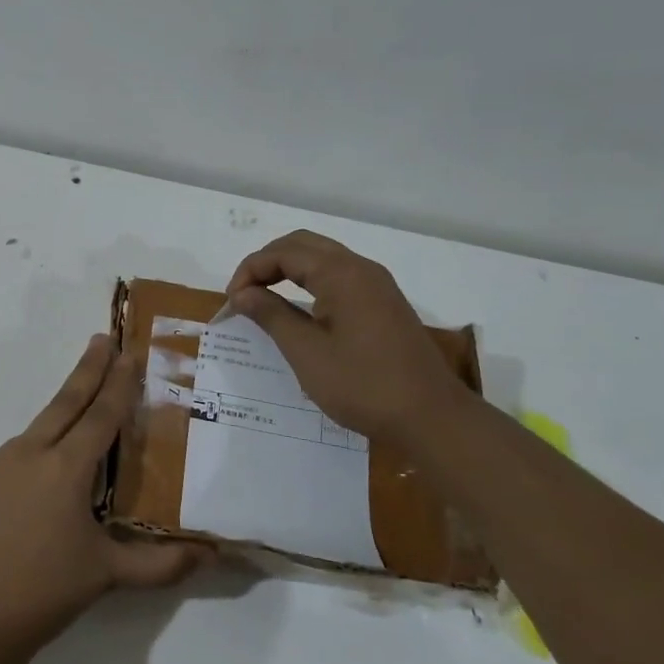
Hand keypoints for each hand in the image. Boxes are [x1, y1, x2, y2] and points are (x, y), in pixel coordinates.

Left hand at [0, 335, 207, 658]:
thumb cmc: (44, 592)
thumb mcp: (108, 575)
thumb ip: (162, 563)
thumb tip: (211, 555)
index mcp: (65, 468)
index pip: (100, 414)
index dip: (118, 383)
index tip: (127, 351)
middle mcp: (28, 454)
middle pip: (64, 402)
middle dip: (87, 369)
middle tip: (101, 339)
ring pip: (36, 432)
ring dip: (58, 418)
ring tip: (77, 421)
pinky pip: (10, 461)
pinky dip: (31, 458)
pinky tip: (35, 484)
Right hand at [226, 230, 472, 444]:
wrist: (431, 418)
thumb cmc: (363, 385)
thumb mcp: (306, 352)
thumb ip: (271, 315)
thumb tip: (242, 293)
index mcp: (341, 274)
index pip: (283, 252)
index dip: (250, 271)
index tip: (231, 302)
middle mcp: (361, 269)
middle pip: (303, 245)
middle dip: (267, 263)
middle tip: (244, 294)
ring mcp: (377, 285)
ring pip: (322, 258)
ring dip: (288, 270)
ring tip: (263, 299)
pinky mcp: (383, 304)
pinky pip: (338, 276)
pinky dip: (309, 282)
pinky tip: (298, 309)